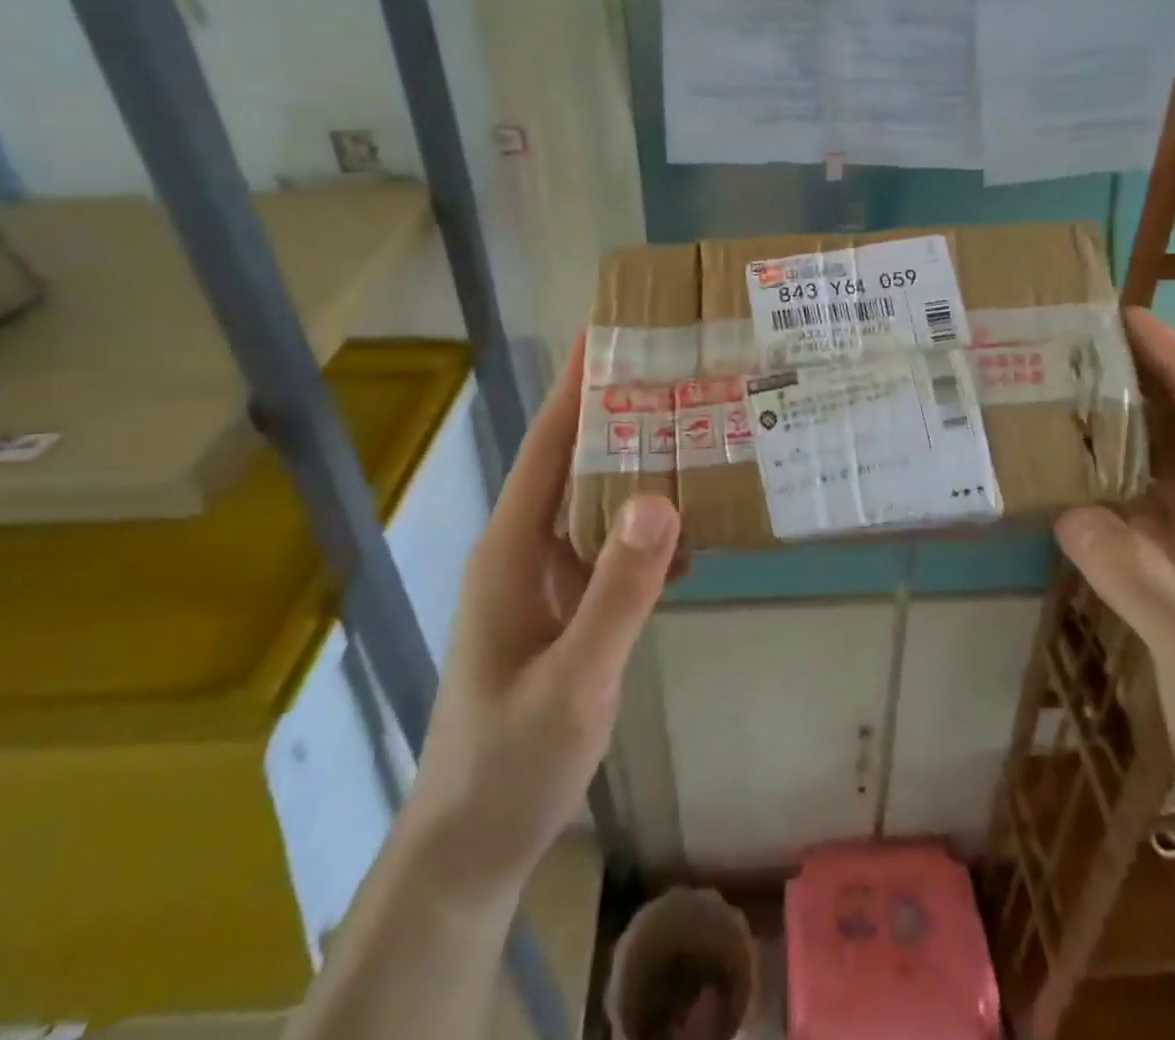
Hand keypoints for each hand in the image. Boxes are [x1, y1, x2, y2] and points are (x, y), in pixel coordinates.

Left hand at [404, 341, 681, 889]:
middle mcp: (525, 550)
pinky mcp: (567, 610)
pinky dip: (650, 532)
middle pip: (575, 464)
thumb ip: (618, 592)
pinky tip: (695, 528)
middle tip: (680, 373)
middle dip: (620, 415)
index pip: (547, 447)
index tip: (609, 332)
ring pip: (598, 505)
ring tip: (699, 433)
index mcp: (511, 549)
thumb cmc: (512, 760)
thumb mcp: (574, 679)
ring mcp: (546, 581)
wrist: (476, 842)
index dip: (576, 388)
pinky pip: (612, 551)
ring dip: (641, 470)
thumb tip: (662, 498)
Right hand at [1054, 309, 1174, 823]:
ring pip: (1170, 466)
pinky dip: (1110, 482)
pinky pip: (1146, 508)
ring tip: (1066, 390)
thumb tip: (1067, 510)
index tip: (1129, 318)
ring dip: (1124, 428)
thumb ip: (1142, 580)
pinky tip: (1069, 466)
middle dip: (1147, 383)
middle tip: (1080, 345)